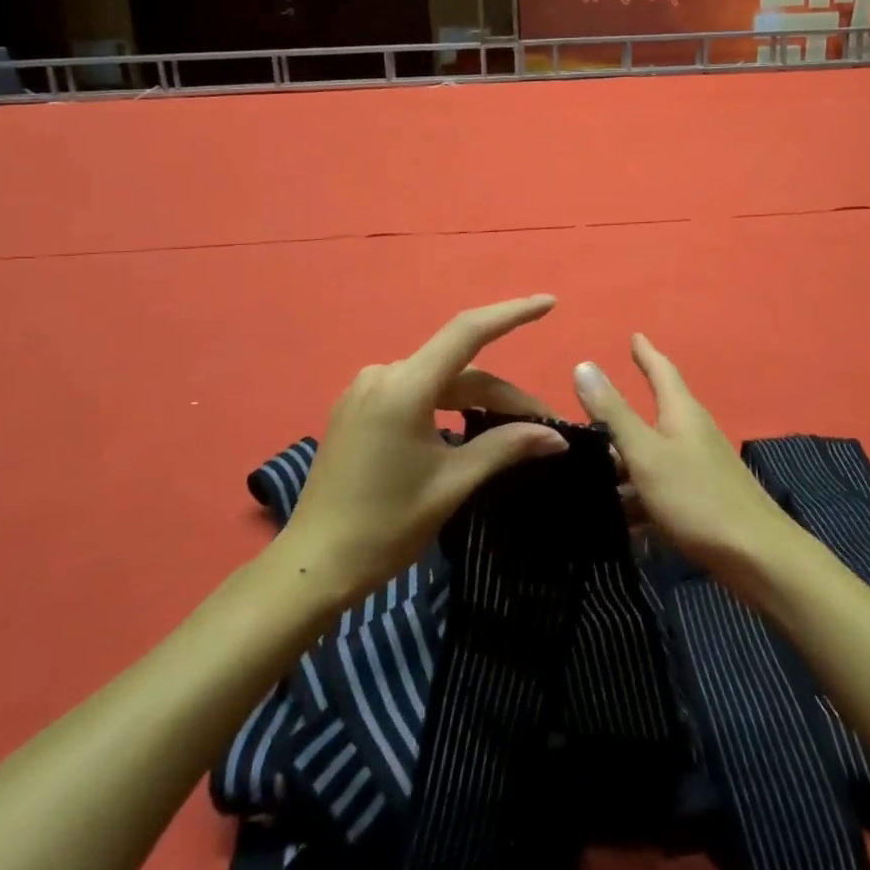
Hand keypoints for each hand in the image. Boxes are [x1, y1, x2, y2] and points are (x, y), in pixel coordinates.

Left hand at [273, 296, 566, 604]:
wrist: (313, 566)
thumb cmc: (386, 526)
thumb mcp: (452, 484)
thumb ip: (505, 447)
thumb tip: (555, 436)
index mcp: (405, 387)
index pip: (468, 332)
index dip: (512, 314)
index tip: (549, 303)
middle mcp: (383, 375)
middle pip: (459, 370)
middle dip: (504, 394)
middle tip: (545, 425)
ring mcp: (365, 390)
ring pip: (439, 383)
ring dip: (477, 401)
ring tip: (514, 430)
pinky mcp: (357, 409)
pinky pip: (415, 394)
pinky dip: (448, 406)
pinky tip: (469, 428)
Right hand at [573, 334, 796, 581]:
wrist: (756, 557)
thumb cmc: (697, 496)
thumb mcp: (646, 454)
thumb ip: (614, 414)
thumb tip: (584, 365)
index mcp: (681, 413)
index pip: (662, 370)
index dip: (646, 353)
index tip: (634, 335)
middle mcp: (691, 433)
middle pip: (653, 414)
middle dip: (620, 414)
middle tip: (587, 410)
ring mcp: (698, 468)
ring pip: (651, 456)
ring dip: (623, 461)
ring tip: (586, 470)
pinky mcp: (699, 501)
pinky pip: (658, 489)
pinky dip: (636, 496)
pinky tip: (615, 517)